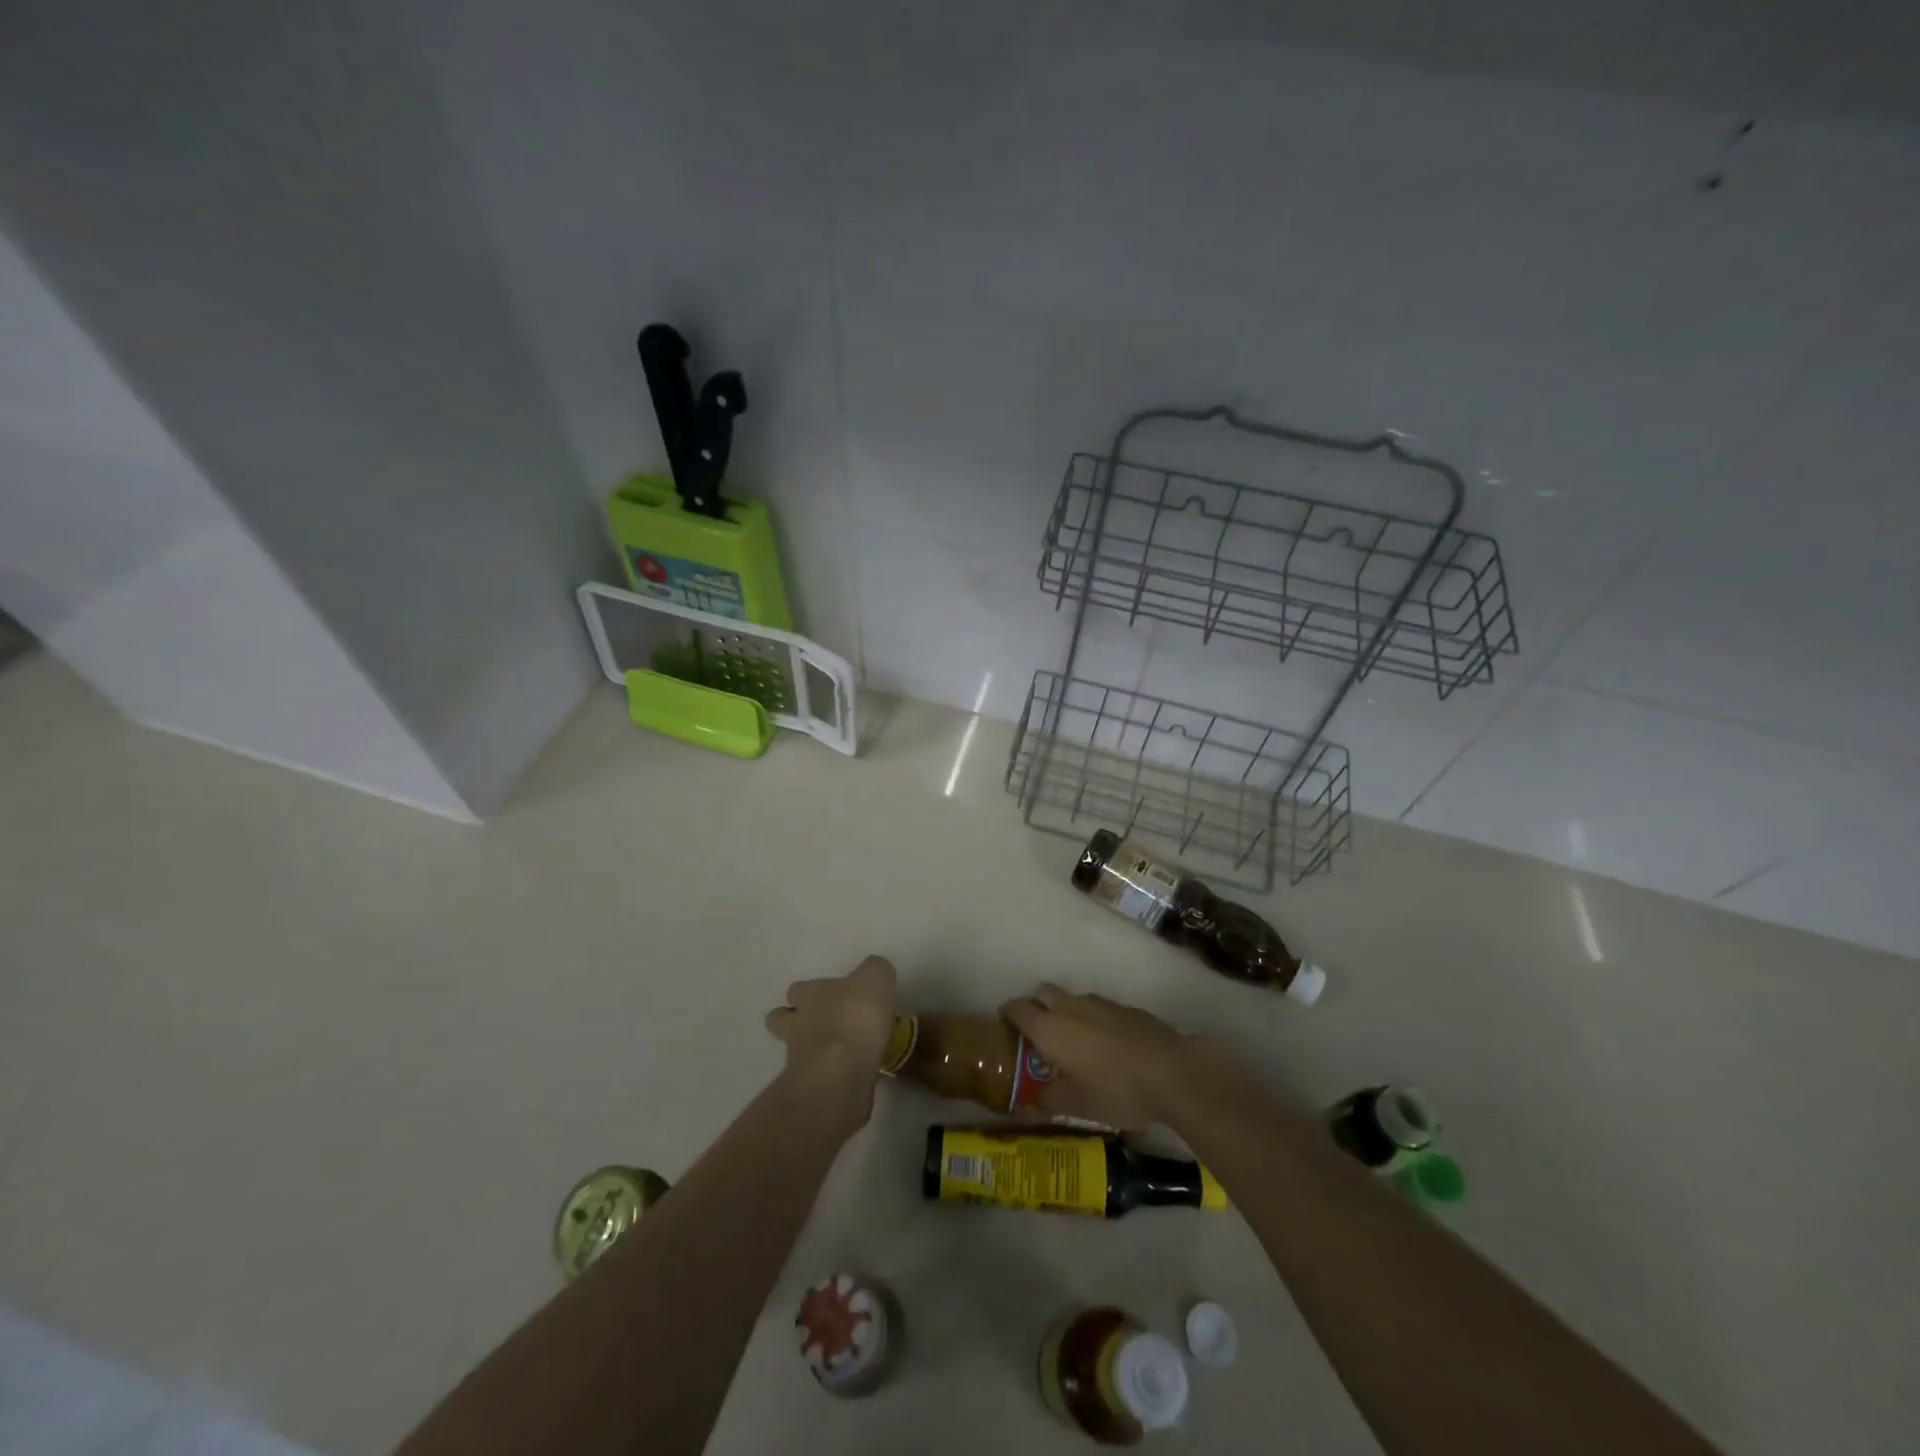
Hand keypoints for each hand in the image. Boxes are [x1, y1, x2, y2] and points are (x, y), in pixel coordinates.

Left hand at [766, 955, 896, 1127]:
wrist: (842, 1073)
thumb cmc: (855, 1017)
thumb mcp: (875, 978)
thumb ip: (874, 971)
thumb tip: (874, 975)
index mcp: (808, 995)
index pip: (798, 989)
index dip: (811, 992)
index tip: (832, 996)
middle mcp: (796, 1025)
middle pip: (783, 1020)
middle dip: (798, 1022)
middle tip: (827, 1025)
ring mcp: (799, 1060)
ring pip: (798, 1052)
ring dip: (814, 1051)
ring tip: (843, 1053)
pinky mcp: (811, 1090)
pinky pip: (819, 1079)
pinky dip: (832, 1076)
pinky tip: (853, 1075)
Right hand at [1000, 983, 1191, 1129]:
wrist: (1173, 1072)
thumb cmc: (1116, 1090)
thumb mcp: (1077, 1105)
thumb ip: (1047, 1101)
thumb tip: (1025, 1106)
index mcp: (1051, 1027)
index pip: (1018, 1008)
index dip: (1008, 1014)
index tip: (1004, 1027)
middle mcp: (1071, 1007)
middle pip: (1043, 992)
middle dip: (1035, 1006)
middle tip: (1036, 1033)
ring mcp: (1101, 1004)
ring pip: (1072, 998)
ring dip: (1065, 1012)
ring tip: (1073, 1042)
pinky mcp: (1127, 1009)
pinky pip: (1098, 1007)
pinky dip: (1092, 1019)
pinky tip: (1105, 1046)